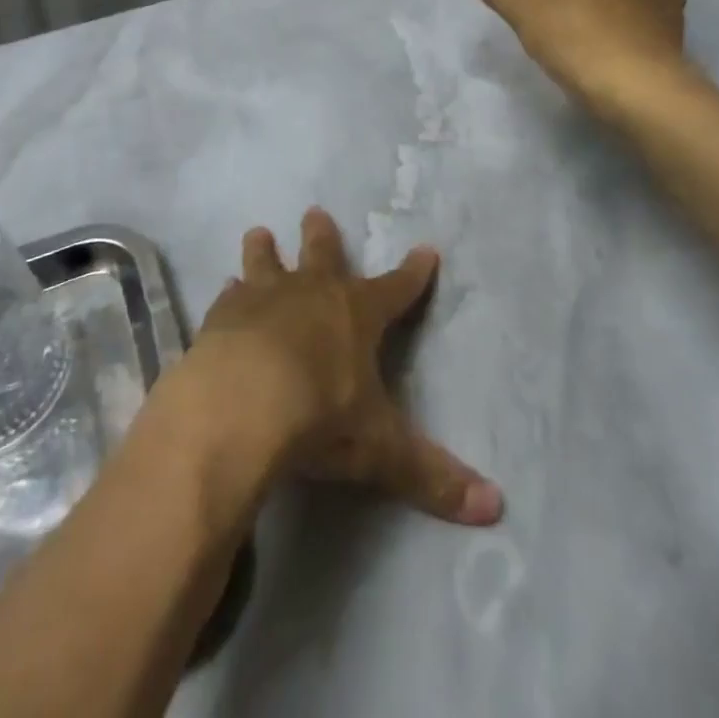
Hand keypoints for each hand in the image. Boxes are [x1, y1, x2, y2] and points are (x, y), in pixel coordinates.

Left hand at [186, 209, 502, 525]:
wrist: (243, 403)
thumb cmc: (320, 417)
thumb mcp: (380, 450)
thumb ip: (432, 476)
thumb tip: (495, 508)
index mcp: (358, 314)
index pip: (397, 288)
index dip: (414, 272)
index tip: (426, 250)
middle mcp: (313, 292)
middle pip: (323, 253)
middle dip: (322, 234)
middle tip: (315, 210)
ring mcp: (264, 297)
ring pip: (266, 262)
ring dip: (264, 250)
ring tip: (258, 232)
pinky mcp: (223, 314)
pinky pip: (229, 296)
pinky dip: (230, 294)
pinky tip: (224, 290)